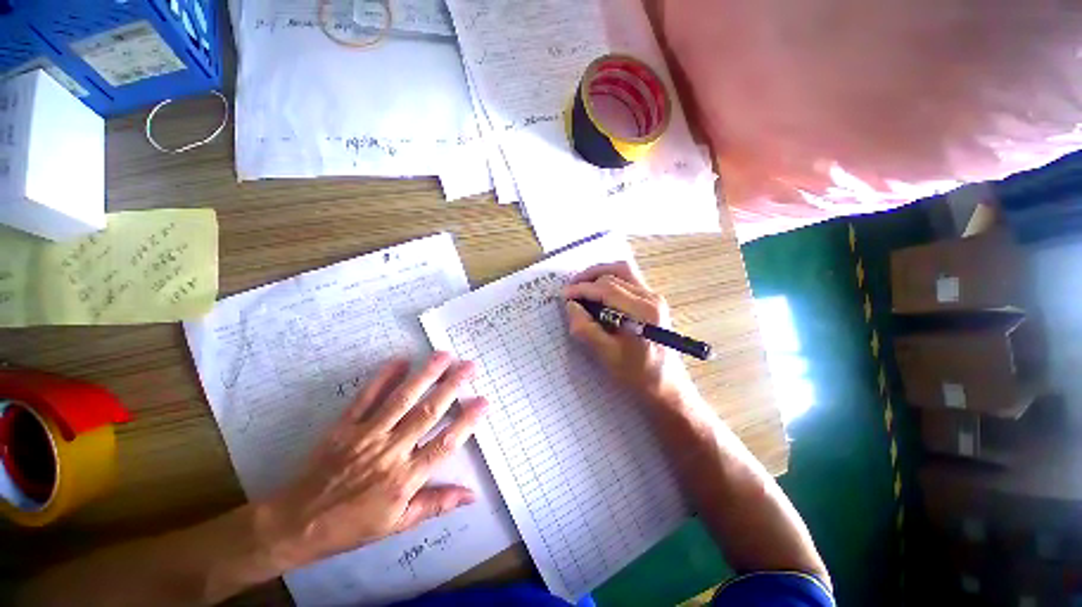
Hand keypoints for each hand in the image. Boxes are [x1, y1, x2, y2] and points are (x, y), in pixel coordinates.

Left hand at [256, 353, 488, 569]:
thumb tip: (473, 495)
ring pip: (401, 400)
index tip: (483, 401)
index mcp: (405, 478)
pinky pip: (366, 398)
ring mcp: (366, 435)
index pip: (444, 444)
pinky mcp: (345, 426)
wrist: (296, 523)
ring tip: (443, 355)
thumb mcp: (398, 524)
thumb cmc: (352, 526)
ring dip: (425, 375)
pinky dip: (383, 378)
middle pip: (427, 413)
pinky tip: (400, 360)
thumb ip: (436, 504)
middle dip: (452, 387)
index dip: (466, 421)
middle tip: (469, 366)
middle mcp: (390, 451)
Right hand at [562, 262, 696, 407]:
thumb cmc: (636, 374)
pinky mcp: (652, 300)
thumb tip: (571, 305)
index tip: (564, 295)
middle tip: (570, 290)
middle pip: (615, 274)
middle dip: (588, 279)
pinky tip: (597, 292)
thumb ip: (585, 329)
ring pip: (623, 271)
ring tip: (581, 285)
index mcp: (642, 312)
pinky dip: (609, 280)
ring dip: (599, 274)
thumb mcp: (606, 355)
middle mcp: (651, 298)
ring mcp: (654, 297)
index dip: (582, 288)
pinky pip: (628, 279)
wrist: (665, 385)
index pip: (607, 288)